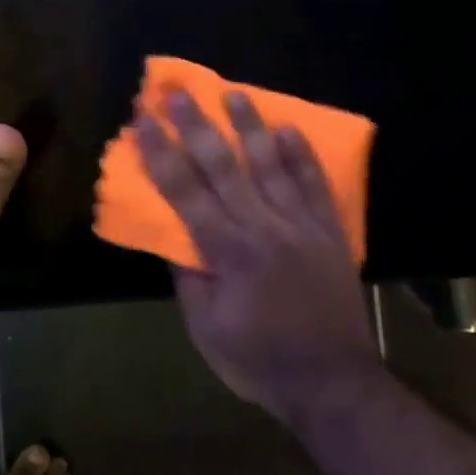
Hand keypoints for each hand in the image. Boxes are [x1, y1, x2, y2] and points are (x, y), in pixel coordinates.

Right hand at [134, 90, 378, 426]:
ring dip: (250, 126)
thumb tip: (172, 235)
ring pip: (271, 165)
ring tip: (233, 93)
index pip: (185, 191)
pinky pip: (314, 186)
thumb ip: (189, 278)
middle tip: (176, 91)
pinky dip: (302, 156)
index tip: (142, 121)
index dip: (161, 153)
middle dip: (196, 126)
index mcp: (228, 252)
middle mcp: (263, 227)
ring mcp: (301, 226)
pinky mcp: (329, 232)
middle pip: (224, 166)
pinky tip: (290, 129)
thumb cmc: (259, 360)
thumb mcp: (206, 329)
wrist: (333, 383)